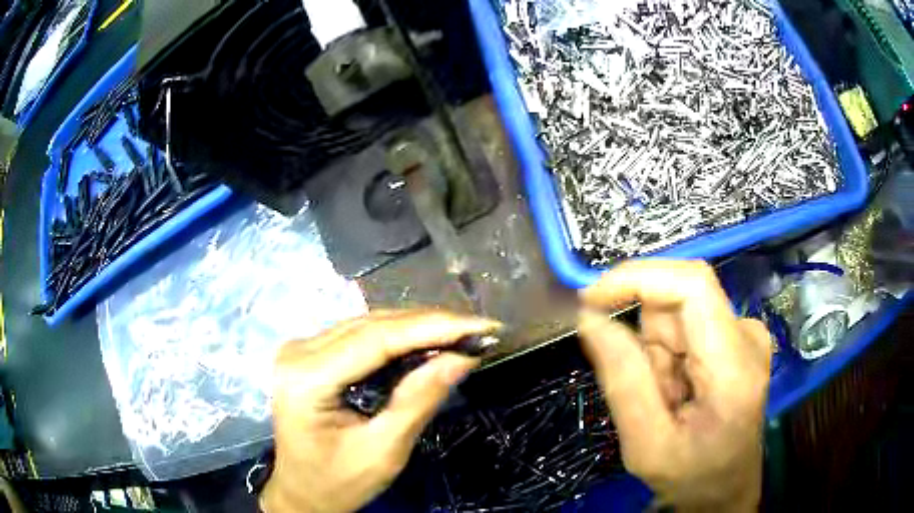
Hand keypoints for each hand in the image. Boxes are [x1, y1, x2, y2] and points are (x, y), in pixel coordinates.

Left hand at [262, 310, 499, 512]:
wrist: (301, 492)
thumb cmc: (339, 483)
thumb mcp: (383, 451)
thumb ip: (418, 401)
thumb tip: (462, 357)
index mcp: (307, 379)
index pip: (377, 339)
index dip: (434, 327)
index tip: (482, 327)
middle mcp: (298, 352)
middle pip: (373, 325)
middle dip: (431, 324)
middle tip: (479, 329)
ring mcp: (300, 349)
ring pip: (368, 324)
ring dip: (417, 327)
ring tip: (462, 333)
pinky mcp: (309, 353)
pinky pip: (359, 335)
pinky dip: (398, 336)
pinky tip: (427, 340)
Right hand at [578, 260, 770, 510]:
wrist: (725, 488)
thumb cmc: (691, 476)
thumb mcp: (646, 445)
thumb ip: (622, 381)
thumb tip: (589, 317)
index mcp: (733, 365)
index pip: (692, 285)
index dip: (638, 277)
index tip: (589, 298)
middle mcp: (746, 334)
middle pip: (680, 301)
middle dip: (645, 340)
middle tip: (644, 392)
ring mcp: (744, 333)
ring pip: (678, 315)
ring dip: (656, 353)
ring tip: (665, 399)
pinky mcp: (736, 336)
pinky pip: (685, 326)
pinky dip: (667, 356)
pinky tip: (676, 391)